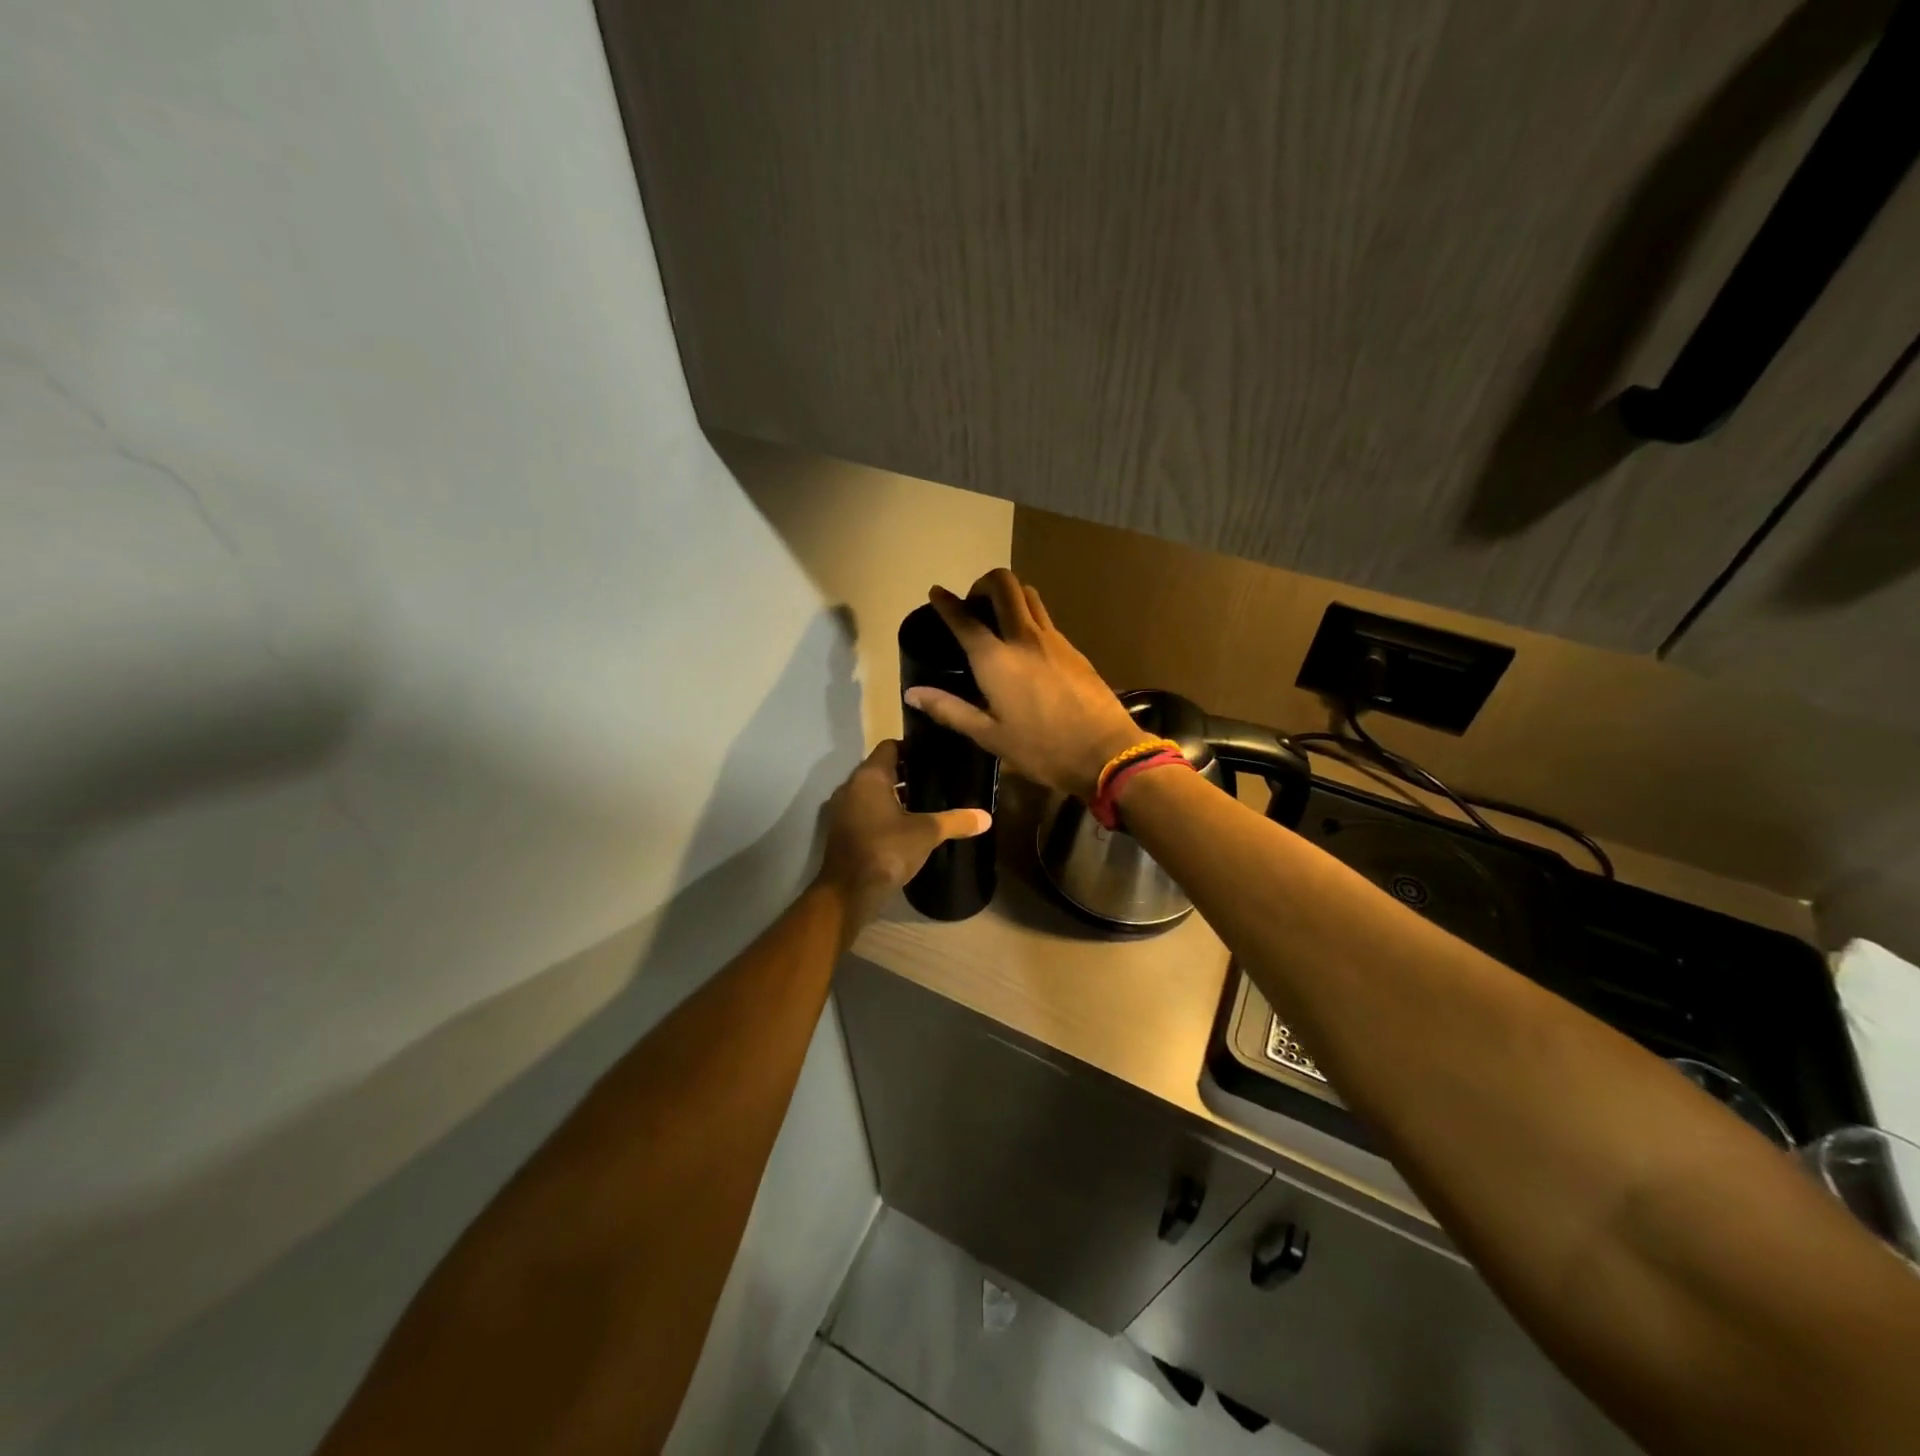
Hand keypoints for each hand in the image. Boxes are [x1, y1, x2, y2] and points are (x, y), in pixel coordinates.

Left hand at [815, 739, 990, 926]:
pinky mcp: (843, 831)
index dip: (912, 748)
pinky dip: (884, 813)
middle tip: (937, 780)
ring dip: (895, 795)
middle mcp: (852, 787)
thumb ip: (955, 821)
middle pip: (882, 769)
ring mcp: (843, 810)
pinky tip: (907, 826)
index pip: (890, 747)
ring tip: (927, 803)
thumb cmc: (886, 849)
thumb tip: (986, 818)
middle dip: (908, 774)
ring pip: (873, 792)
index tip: (935, 757)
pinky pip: (866, 811)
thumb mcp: (926, 833)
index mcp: (869, 777)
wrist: (848, 891)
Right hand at [904, 568, 1149, 799]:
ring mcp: (1053, 640)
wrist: (1106, 751)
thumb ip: (950, 710)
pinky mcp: (1073, 649)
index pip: (964, 619)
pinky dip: (1028, 616)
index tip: (936, 592)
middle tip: (973, 604)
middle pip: (1004, 585)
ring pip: (1029, 595)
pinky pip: (1045, 618)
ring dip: (1009, 594)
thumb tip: (912, 693)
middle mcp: (1023, 638)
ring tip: (998, 618)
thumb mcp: (990, 737)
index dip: (946, 603)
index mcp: (996, 660)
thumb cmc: (1042, 749)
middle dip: (984, 583)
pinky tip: (1025, 644)